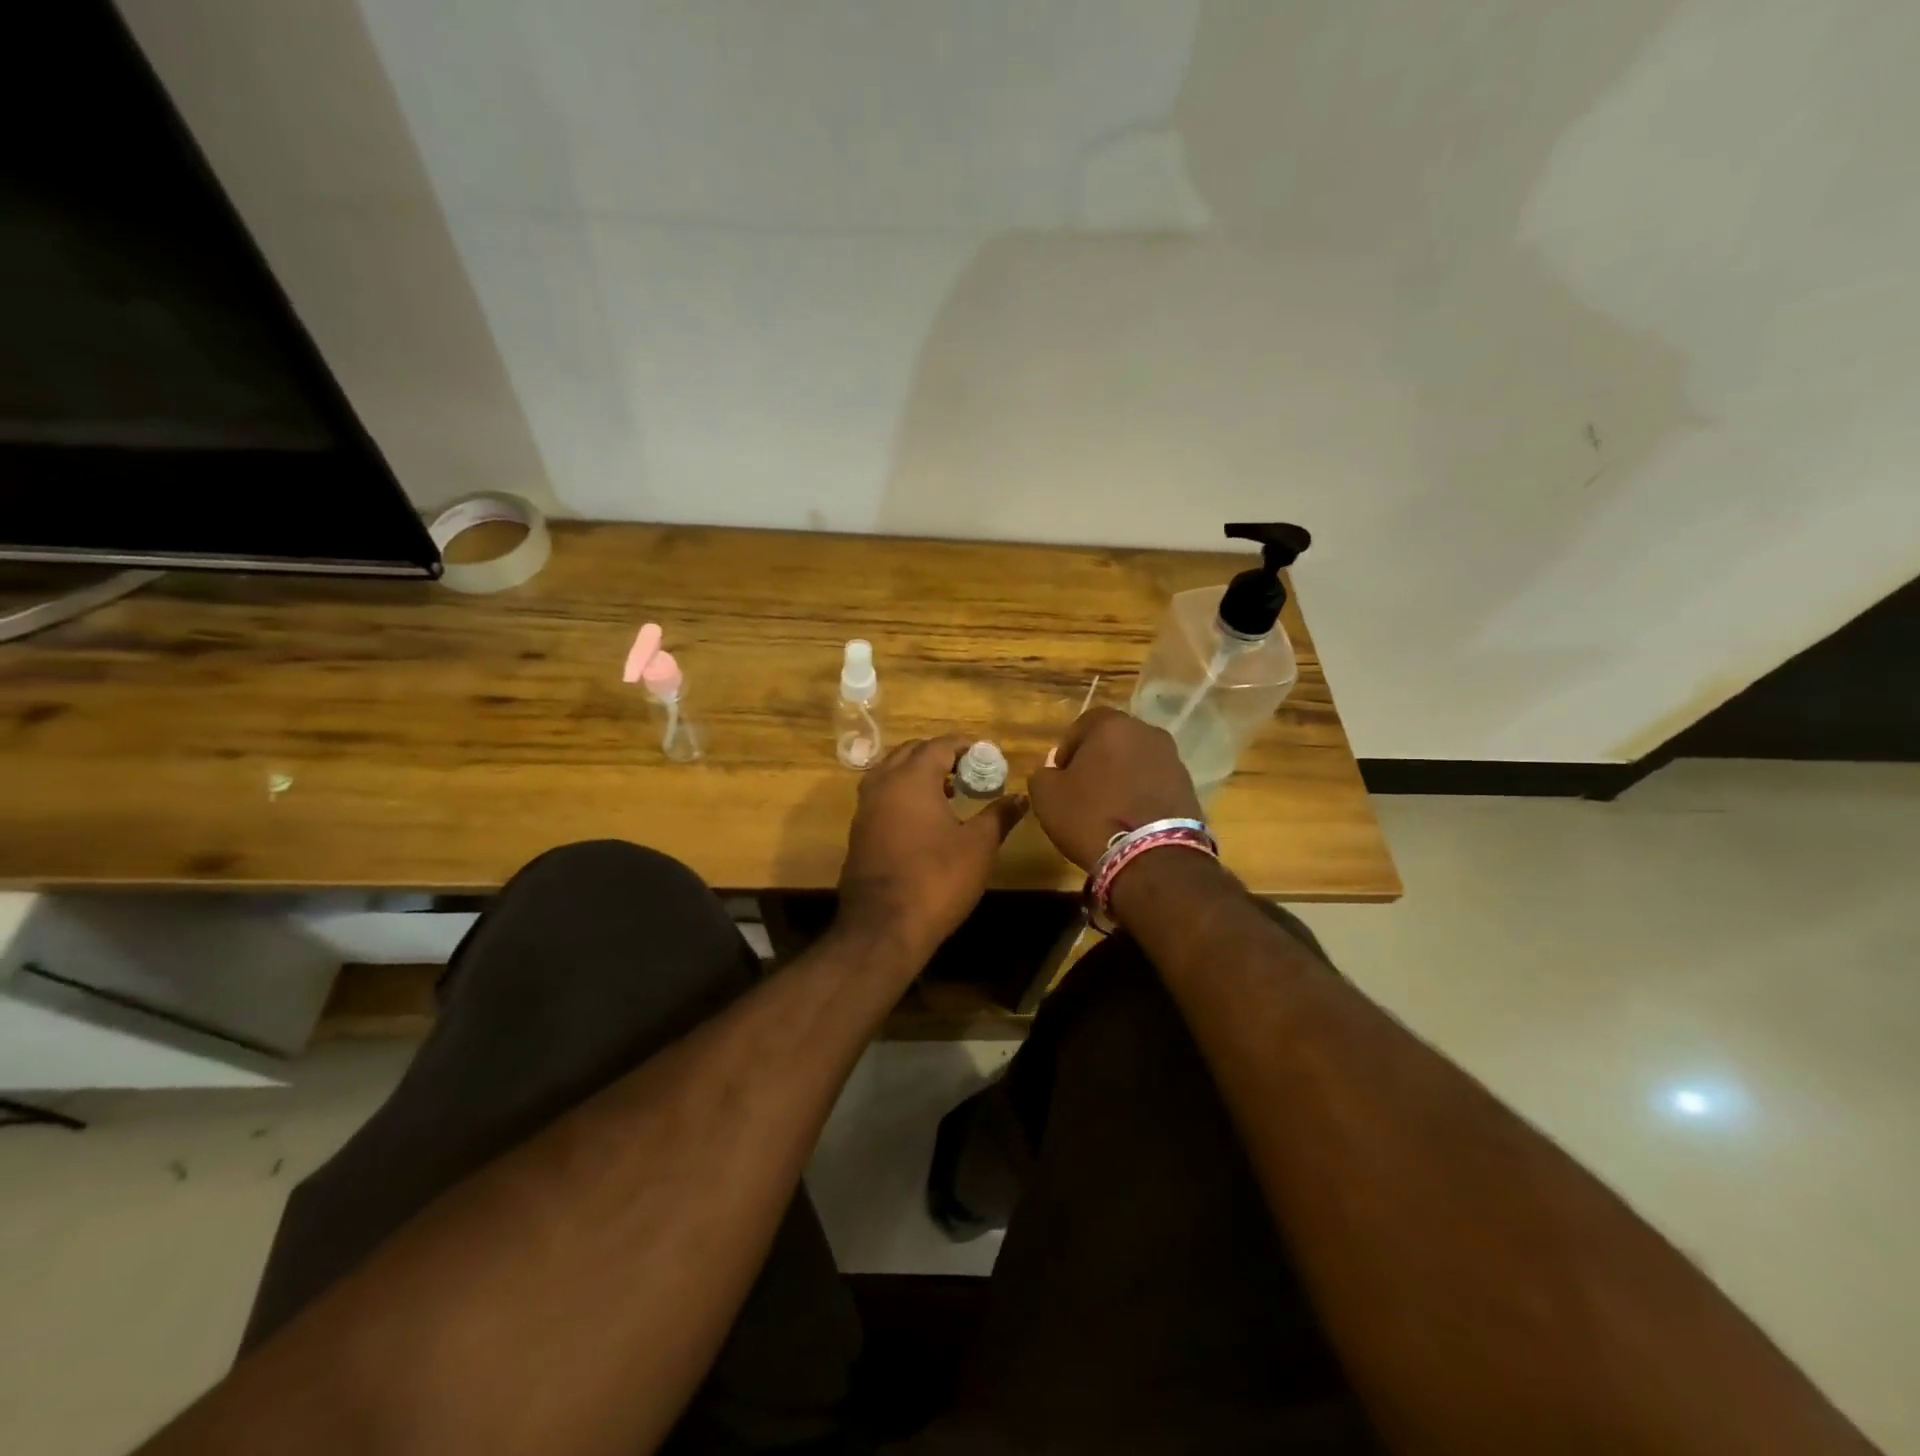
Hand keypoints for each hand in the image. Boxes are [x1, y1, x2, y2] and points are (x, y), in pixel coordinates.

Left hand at [837, 735, 1026, 962]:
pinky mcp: (858, 831)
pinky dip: (903, 794)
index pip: (940, 745)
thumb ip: (999, 815)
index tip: (989, 756)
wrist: (883, 927)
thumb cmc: (937, 879)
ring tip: (950, 791)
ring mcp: (865, 807)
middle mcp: (883, 783)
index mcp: (911, 777)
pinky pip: (882, 796)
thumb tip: (1020, 797)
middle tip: (969, 770)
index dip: (966, 746)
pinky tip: (925, 819)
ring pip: (892, 773)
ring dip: (919, 774)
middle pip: (912, 752)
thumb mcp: (978, 846)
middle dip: (940, 755)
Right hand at [1027, 707, 1202, 870]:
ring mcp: (1173, 759)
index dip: (1068, 749)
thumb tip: (1053, 770)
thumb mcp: (1047, 796)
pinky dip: (1142, 794)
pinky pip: (1155, 783)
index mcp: (1112, 725)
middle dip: (1098, 760)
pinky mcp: (1189, 787)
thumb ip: (1043, 774)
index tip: (1060, 776)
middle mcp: (1147, 732)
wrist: (1153, 857)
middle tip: (1083, 790)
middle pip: (1114, 740)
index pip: (1083, 724)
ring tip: (1108, 808)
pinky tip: (1130, 819)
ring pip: (1137, 761)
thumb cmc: (1092, 816)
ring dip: (1122, 777)